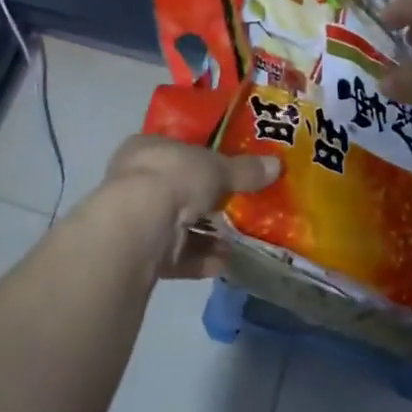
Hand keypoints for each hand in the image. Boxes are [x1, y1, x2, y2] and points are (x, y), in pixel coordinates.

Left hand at [100, 135, 279, 278]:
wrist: (139, 225)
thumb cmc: (174, 177)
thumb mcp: (217, 168)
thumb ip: (244, 170)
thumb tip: (276, 165)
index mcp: (145, 148)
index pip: (175, 149)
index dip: (200, 158)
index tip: (226, 169)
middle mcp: (134, 180)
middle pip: (177, 190)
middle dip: (207, 202)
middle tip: (237, 207)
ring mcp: (135, 219)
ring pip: (177, 226)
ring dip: (207, 236)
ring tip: (238, 241)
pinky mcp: (139, 254)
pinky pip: (175, 255)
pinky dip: (200, 259)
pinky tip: (225, 262)